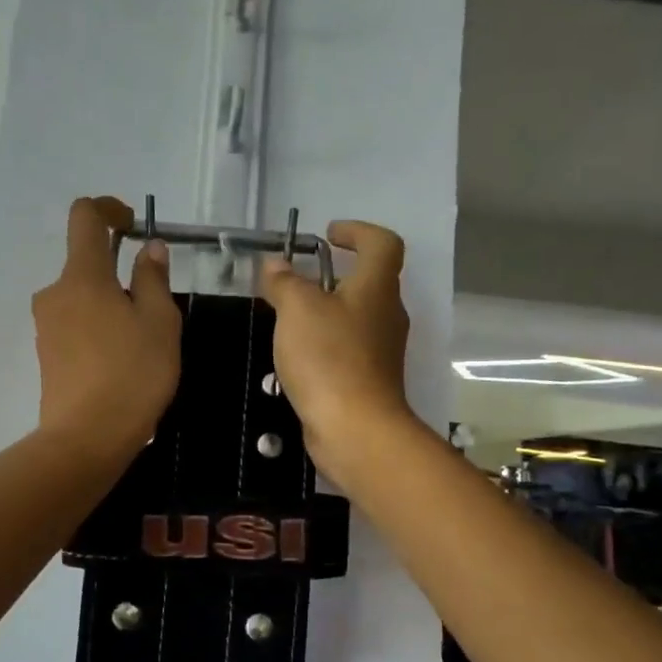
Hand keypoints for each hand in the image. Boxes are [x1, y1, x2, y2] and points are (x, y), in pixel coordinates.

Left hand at [32, 197, 181, 462]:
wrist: (87, 437)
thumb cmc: (133, 373)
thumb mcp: (160, 321)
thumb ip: (153, 278)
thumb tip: (148, 248)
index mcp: (83, 275)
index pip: (85, 216)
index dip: (109, 209)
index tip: (133, 225)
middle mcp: (55, 293)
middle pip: (86, 263)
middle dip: (120, 273)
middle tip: (155, 310)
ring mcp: (45, 325)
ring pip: (82, 297)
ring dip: (110, 305)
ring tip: (142, 343)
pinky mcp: (46, 354)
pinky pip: (75, 325)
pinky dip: (98, 329)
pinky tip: (121, 363)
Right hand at [259, 220, 418, 481]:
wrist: (355, 429)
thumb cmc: (329, 359)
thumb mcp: (297, 310)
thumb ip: (284, 282)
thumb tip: (275, 265)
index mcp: (377, 288)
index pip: (383, 243)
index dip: (358, 231)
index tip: (328, 236)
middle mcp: (386, 315)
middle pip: (368, 282)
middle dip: (333, 275)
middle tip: (296, 280)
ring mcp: (380, 351)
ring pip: (354, 318)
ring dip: (324, 312)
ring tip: (286, 319)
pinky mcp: (368, 380)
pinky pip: (346, 349)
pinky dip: (323, 344)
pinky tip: (295, 357)